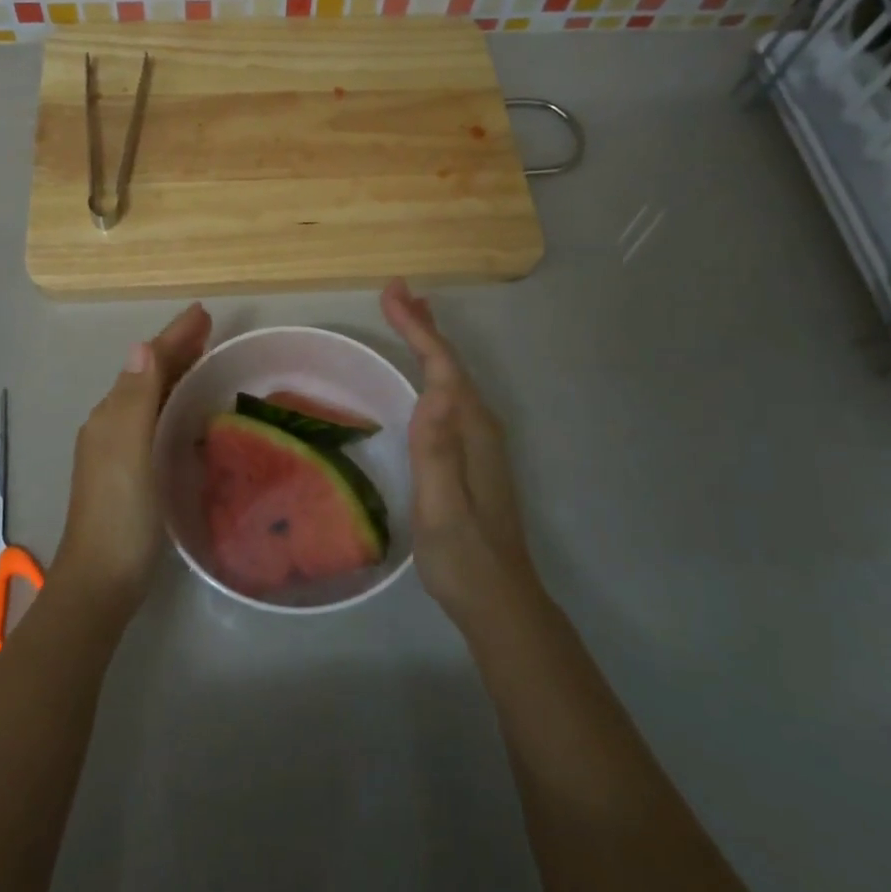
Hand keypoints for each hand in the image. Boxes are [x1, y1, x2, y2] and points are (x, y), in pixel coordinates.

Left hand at [55, 302, 211, 613]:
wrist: (101, 579)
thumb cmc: (120, 512)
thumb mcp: (128, 449)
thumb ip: (135, 398)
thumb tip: (141, 345)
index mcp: (112, 414)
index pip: (147, 362)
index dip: (174, 336)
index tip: (203, 312)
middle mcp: (112, 424)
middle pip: (148, 375)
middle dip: (176, 349)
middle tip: (209, 329)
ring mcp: (120, 450)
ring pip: (151, 397)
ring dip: (175, 373)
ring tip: (204, 359)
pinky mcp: (132, 472)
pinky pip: (155, 421)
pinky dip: (174, 403)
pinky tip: (189, 412)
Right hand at [380, 279, 535, 623]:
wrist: (498, 600)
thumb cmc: (463, 556)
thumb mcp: (442, 508)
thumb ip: (437, 452)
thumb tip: (435, 393)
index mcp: (471, 431)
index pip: (443, 367)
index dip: (418, 328)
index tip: (392, 293)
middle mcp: (480, 427)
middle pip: (451, 364)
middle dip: (424, 325)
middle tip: (397, 291)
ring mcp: (479, 442)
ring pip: (452, 378)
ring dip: (429, 344)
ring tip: (409, 316)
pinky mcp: (471, 455)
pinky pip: (449, 397)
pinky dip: (433, 372)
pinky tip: (423, 377)